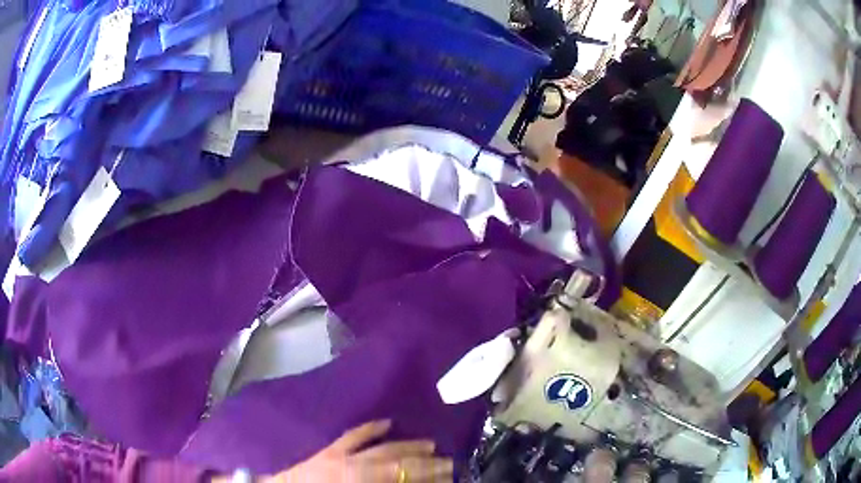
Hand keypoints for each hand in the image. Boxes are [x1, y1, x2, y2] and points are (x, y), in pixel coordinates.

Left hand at [270, 420, 452, 481]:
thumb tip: (403, 482)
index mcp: (358, 481)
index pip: (402, 479)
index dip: (427, 479)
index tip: (449, 476)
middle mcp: (354, 466)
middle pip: (397, 464)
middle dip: (426, 464)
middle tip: (449, 461)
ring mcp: (340, 453)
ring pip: (382, 447)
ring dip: (407, 446)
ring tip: (430, 443)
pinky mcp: (328, 447)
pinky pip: (353, 434)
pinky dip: (371, 428)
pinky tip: (388, 422)